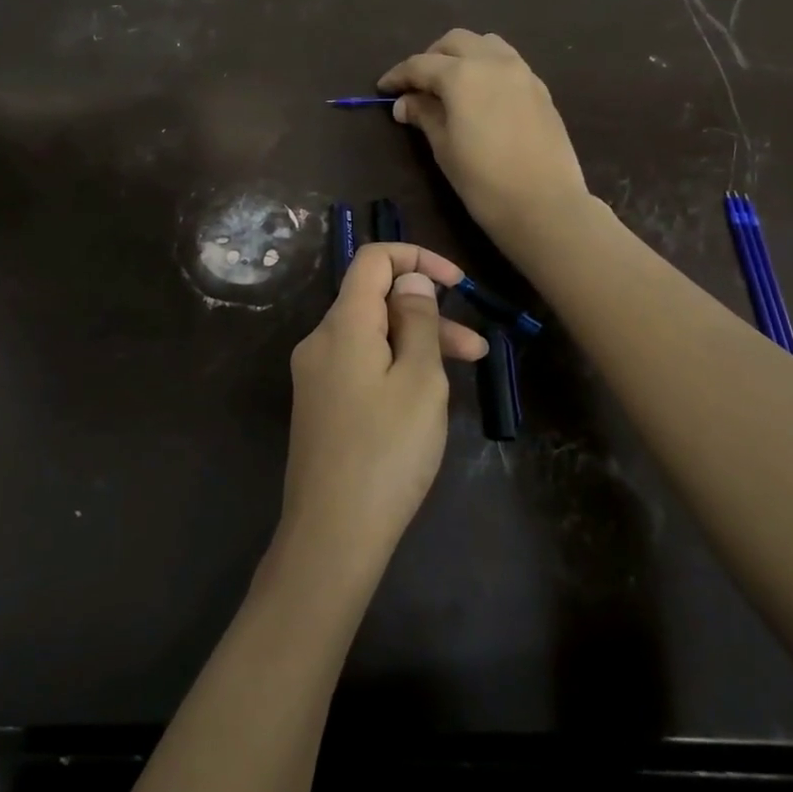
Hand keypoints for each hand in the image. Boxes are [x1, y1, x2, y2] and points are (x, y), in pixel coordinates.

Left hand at [280, 243, 486, 569]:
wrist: (332, 534)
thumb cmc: (386, 453)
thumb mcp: (419, 381)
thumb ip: (417, 320)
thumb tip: (410, 279)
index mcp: (342, 325)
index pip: (372, 260)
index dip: (416, 257)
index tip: (457, 283)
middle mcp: (320, 340)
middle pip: (374, 300)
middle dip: (427, 312)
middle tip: (477, 349)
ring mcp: (315, 374)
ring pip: (371, 336)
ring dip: (416, 343)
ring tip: (466, 372)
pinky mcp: (319, 403)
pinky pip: (360, 364)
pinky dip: (394, 365)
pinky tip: (424, 396)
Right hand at [378, 29, 588, 244]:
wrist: (545, 204)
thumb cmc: (483, 180)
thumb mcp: (444, 148)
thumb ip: (424, 115)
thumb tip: (405, 102)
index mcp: (462, 75)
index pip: (420, 65)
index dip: (398, 75)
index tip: (383, 89)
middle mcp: (493, 62)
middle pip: (455, 42)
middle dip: (431, 57)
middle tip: (418, 85)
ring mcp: (522, 72)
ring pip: (486, 44)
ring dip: (463, 55)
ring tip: (451, 85)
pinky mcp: (540, 89)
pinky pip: (508, 62)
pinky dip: (487, 68)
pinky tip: (481, 96)